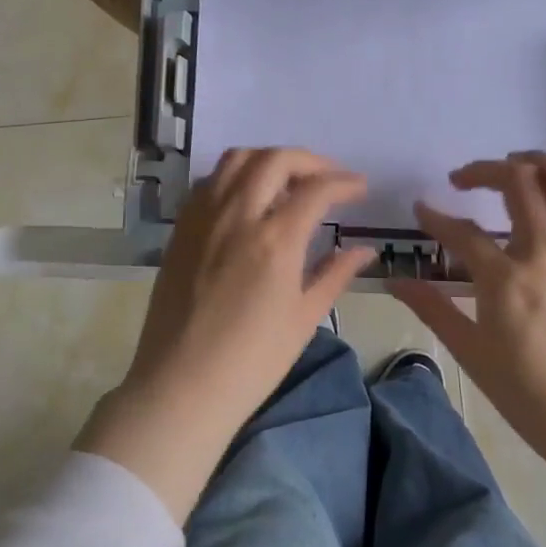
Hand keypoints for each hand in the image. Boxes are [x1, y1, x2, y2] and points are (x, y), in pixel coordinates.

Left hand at [77, 148, 375, 520]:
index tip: (360, 188)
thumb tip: (365, 250)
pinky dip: (235, 176)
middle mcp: (237, 215)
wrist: (181, 386)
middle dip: (309, 161)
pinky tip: (248, 200)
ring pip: (236, 160)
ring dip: (268, 160)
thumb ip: (335, 274)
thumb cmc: (252, 361)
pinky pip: (210, 182)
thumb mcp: (304, 318)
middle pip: (274, 160)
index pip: (316, 189)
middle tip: (327, 179)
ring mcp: (203, 218)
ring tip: (287, 183)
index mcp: (274, 239)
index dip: (344, 183)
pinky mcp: (181, 229)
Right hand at [390, 151, 545, 469]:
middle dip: (484, 170)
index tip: (420, 208)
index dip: (435, 217)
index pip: (461, 232)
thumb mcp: (472, 353)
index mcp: (506, 279)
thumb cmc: (529, 394)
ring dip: (537, 162)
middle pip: (519, 183)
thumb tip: (395, 281)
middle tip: (462, 179)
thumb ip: (433, 309)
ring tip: (514, 166)